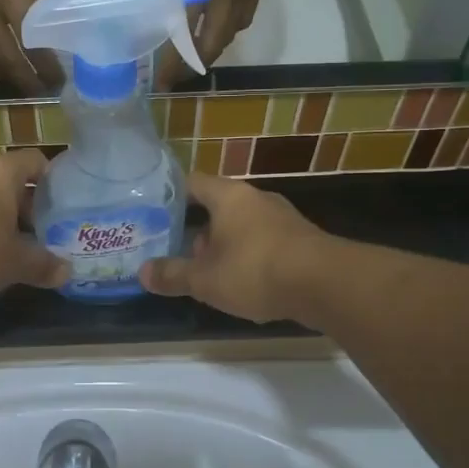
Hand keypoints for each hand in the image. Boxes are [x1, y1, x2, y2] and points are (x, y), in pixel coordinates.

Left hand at [0, 148, 67, 301]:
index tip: (62, 204)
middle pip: (9, 179)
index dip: (52, 180)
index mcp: (1, 171)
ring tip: (11, 245)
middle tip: (41, 231)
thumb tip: (67, 271)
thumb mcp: (14, 263)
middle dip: (25, 205)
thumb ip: (42, 264)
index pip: (35, 160)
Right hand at [140, 172, 326, 322]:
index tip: (154, 212)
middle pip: (218, 206)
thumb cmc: (255, 270)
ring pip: (242, 226)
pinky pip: (265, 243)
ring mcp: (283, 218)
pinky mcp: (302, 240)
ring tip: (209, 274)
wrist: (326, 285)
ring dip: (225, 246)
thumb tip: (142, 273)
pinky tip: (245, 284)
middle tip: (179, 252)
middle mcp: (256, 199)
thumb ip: (173, 275)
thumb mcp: (205, 279)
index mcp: (229, 196)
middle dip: (198, 230)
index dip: (172, 195)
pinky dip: (250, 257)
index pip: (193, 182)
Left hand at [144, 0, 266, 85]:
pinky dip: (229, 28)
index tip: (162, 81)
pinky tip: (217, 26)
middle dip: (195, 64)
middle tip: (177, 75)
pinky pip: (244, 17)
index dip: (174, 62)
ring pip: (232, 33)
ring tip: (195, 53)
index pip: (186, 34)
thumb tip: (152, 0)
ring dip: (214, 47)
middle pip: (214, 43)